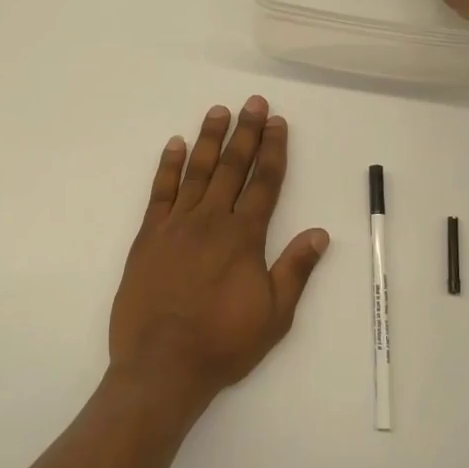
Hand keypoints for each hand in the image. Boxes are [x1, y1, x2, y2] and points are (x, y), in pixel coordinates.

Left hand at [109, 97, 329, 416]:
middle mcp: (211, 221)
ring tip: (218, 111)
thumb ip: (295, 269)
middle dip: (245, 133)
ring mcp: (176, 225)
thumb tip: (320, 233)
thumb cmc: (223, 342)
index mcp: (244, 237)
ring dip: (208, 139)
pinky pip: (160, 192)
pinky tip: (174, 145)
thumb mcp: (274, 315)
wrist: (162, 364)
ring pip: (196, 171)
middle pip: (232, 167)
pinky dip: (168, 166)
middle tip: (253, 103)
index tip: (277, 123)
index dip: (273, 150)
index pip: (264, 183)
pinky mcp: (148, 236)